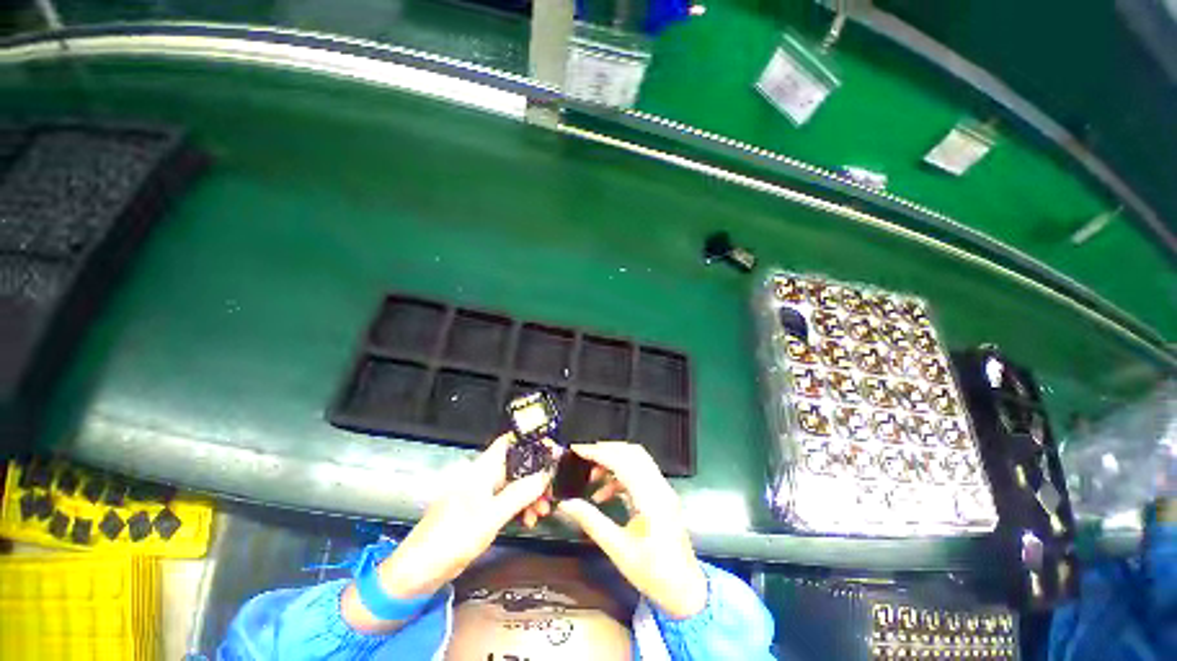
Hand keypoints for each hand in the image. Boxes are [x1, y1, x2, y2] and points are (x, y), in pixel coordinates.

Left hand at [342, 433, 551, 630]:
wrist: (419, 572)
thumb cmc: (452, 538)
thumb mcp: (491, 516)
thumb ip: (520, 493)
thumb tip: (545, 475)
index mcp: (482, 469)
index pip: (509, 442)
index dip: (530, 441)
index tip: (551, 451)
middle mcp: (483, 476)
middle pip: (517, 464)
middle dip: (536, 476)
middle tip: (550, 492)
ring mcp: (483, 494)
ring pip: (514, 484)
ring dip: (530, 495)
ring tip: (541, 512)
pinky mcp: (482, 510)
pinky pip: (507, 500)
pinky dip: (520, 507)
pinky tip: (528, 520)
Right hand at [556, 442, 707, 619]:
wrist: (685, 591)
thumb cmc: (653, 574)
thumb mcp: (618, 550)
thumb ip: (591, 522)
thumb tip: (566, 504)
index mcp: (651, 498)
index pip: (623, 462)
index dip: (598, 452)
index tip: (577, 449)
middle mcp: (660, 487)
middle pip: (632, 453)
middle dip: (606, 450)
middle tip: (583, 457)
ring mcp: (663, 490)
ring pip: (637, 460)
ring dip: (614, 462)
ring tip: (592, 477)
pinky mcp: (662, 496)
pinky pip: (640, 474)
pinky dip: (621, 475)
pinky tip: (605, 493)